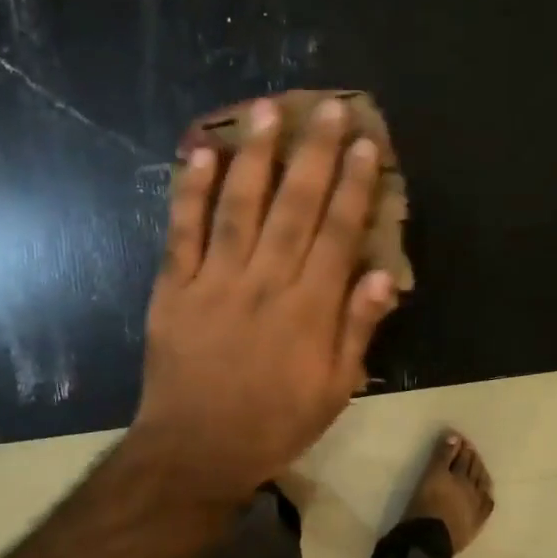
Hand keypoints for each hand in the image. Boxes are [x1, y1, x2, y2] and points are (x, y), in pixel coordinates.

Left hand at [131, 97, 398, 503]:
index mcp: (308, 310)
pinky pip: (182, 231)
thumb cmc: (274, 422)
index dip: (353, 187)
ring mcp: (215, 281)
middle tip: (327, 107)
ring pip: (239, 207)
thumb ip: (358, 330)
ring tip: (267, 109)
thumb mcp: (334, 390)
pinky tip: (201, 151)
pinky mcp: (174, 287)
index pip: (337, 234)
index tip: (364, 144)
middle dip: (314, 154)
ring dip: (255, 156)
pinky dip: (190, 190)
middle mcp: (265, 283)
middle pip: (294, 207)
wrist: (195, 450)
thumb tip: (382, 276)